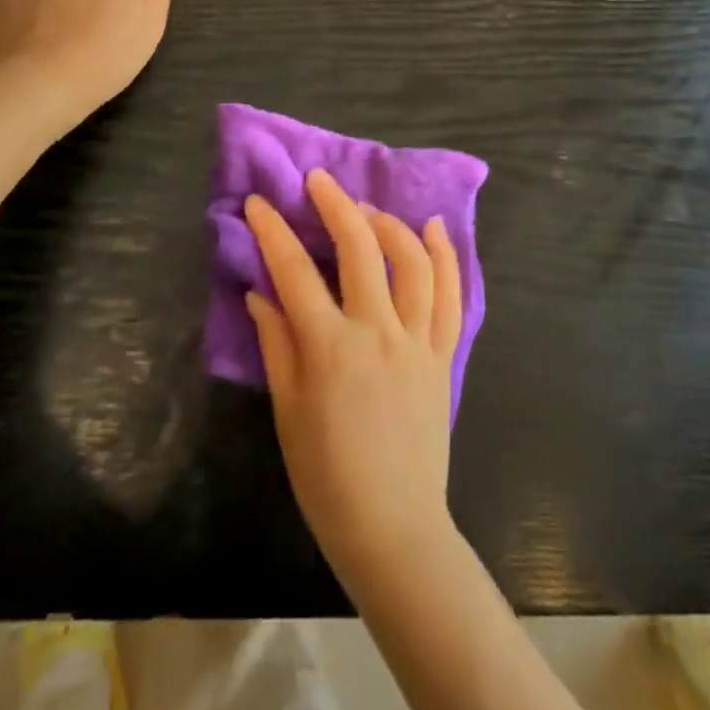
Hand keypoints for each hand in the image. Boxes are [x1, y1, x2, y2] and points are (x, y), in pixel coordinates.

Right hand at [245, 170, 463, 582]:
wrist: (394, 528)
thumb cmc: (327, 477)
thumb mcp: (287, 411)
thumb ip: (276, 344)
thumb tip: (259, 292)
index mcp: (330, 349)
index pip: (295, 272)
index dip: (273, 231)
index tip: (258, 202)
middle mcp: (378, 332)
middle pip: (361, 248)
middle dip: (336, 205)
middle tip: (318, 180)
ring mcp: (417, 341)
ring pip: (412, 262)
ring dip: (389, 224)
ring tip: (367, 209)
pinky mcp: (442, 355)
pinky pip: (451, 296)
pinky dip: (445, 256)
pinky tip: (434, 228)